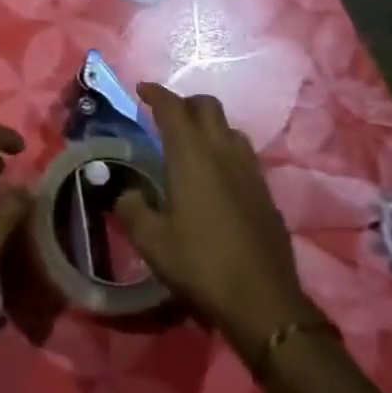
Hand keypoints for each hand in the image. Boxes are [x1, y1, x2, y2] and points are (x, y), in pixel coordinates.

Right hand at [114, 83, 319, 356]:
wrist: (263, 302)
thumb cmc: (200, 264)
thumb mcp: (150, 239)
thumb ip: (131, 207)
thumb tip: (126, 191)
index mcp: (191, 155)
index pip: (173, 108)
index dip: (155, 93)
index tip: (141, 90)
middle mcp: (223, 152)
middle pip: (207, 106)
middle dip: (184, 103)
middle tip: (164, 117)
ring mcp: (250, 171)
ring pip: (230, 128)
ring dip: (208, 126)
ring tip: (190, 145)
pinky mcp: (266, 193)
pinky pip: (243, 155)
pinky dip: (225, 152)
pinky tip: (215, 179)